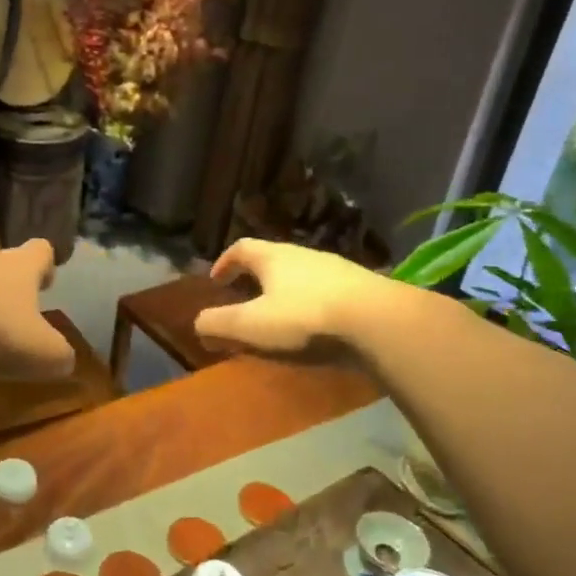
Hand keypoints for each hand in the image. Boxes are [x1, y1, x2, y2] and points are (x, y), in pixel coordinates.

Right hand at [194, 239, 393, 356]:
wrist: (378, 321)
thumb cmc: (305, 317)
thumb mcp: (251, 325)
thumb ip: (218, 323)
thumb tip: (197, 323)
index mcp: (273, 257)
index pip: (241, 248)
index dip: (225, 262)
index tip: (216, 281)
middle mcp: (304, 255)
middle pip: (273, 259)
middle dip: (256, 278)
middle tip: (245, 300)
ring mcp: (336, 270)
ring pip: (302, 275)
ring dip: (286, 292)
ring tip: (281, 317)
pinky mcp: (362, 289)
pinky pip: (327, 292)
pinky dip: (313, 304)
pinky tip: (316, 327)